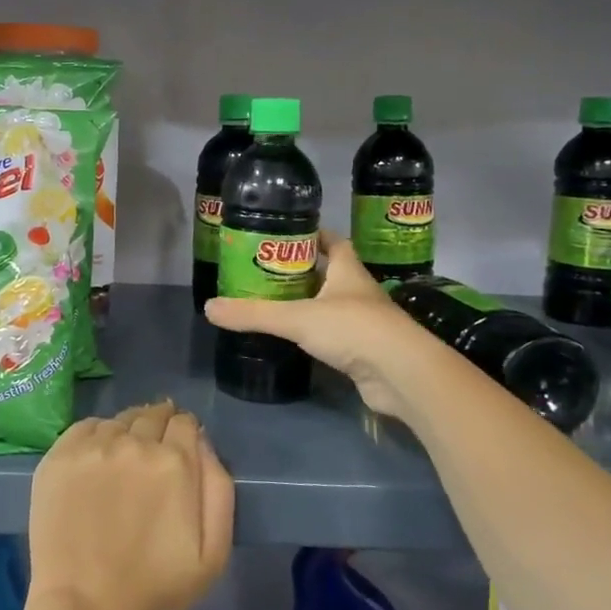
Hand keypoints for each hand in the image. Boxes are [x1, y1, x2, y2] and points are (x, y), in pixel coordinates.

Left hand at [26, 400, 233, 609]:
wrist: (85, 608)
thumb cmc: (155, 588)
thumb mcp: (213, 552)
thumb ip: (218, 489)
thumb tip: (203, 443)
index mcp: (174, 462)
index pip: (184, 422)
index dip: (185, 432)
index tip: (180, 448)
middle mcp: (134, 442)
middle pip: (152, 415)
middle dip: (158, 427)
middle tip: (153, 454)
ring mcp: (93, 447)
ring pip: (119, 420)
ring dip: (128, 431)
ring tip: (124, 459)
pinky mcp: (60, 456)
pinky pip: (86, 427)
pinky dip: (97, 435)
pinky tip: (97, 459)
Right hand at [204, 235, 413, 418]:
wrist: (401, 374)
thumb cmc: (353, 329)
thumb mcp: (296, 317)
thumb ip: (254, 313)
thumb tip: (209, 308)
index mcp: (348, 270)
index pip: (333, 241)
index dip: (313, 235)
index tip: (286, 235)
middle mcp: (358, 291)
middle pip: (330, 272)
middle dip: (303, 270)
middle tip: (267, 272)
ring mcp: (364, 322)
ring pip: (332, 304)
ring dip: (309, 302)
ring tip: (274, 302)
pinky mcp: (364, 351)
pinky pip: (335, 335)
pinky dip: (316, 334)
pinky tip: (296, 339)